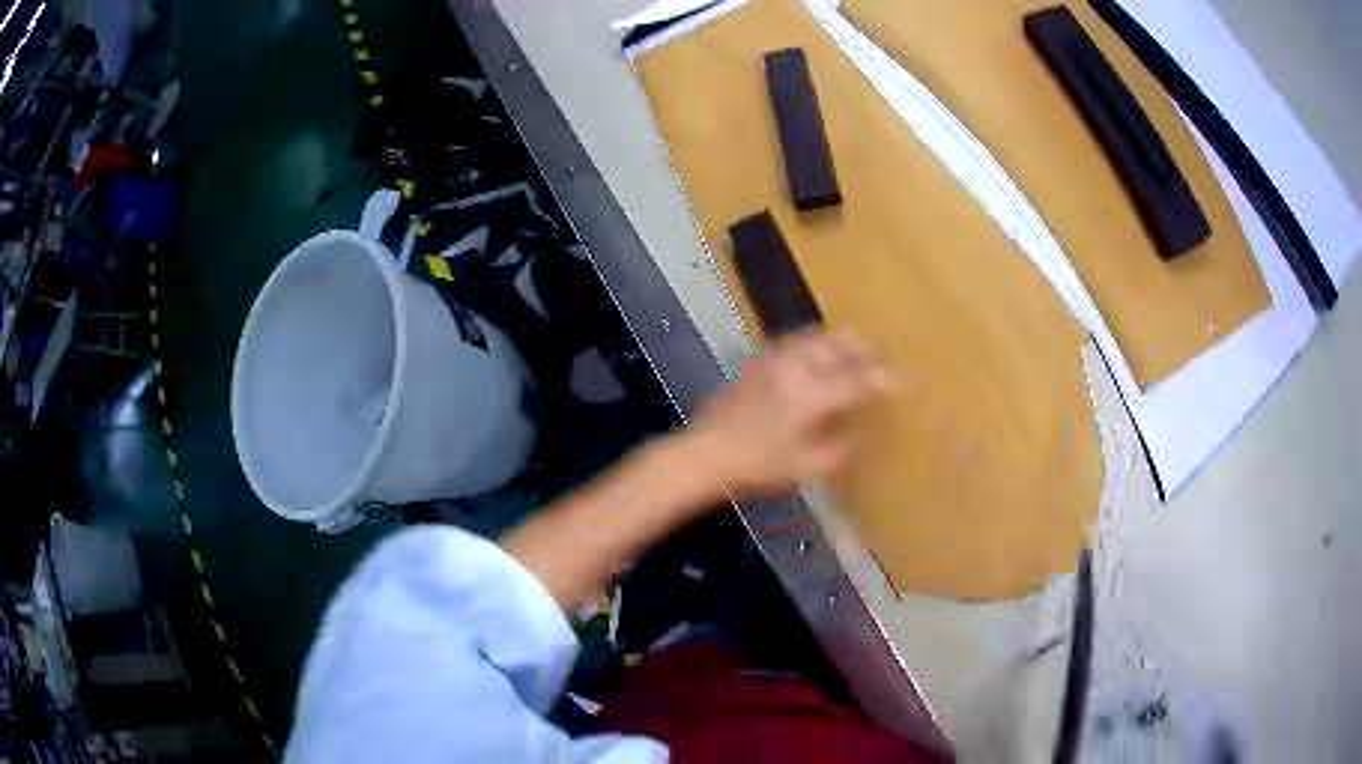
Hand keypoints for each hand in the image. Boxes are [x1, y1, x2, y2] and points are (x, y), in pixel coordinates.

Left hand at [688, 331, 896, 497]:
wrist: (705, 453)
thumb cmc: (757, 466)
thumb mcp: (805, 467)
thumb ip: (839, 449)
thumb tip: (857, 433)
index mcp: (809, 394)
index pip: (858, 379)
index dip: (886, 379)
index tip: (908, 380)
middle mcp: (794, 367)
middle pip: (839, 344)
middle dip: (867, 350)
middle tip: (884, 360)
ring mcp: (773, 360)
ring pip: (818, 339)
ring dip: (842, 345)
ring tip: (858, 357)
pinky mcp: (759, 363)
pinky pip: (800, 346)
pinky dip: (820, 350)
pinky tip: (822, 365)